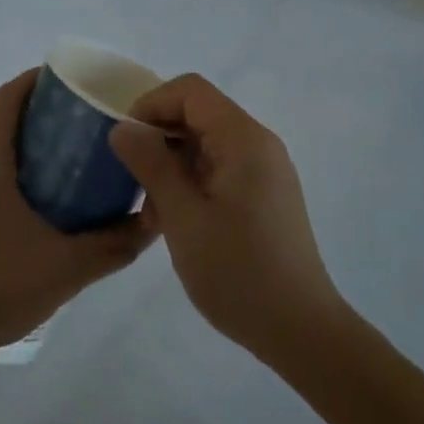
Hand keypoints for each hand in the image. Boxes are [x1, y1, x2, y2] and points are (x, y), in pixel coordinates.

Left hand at [0, 69, 156, 363]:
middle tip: (80, 129)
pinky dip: (3, 173)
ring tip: (63, 165)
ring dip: (21, 148)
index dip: (35, 80)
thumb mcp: (68, 266)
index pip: (8, 97)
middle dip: (38, 117)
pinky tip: (31, 206)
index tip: (68, 81)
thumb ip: (115, 243)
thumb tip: (154, 220)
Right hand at [109, 74, 346, 364]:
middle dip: (159, 136)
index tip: (125, 141)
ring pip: (206, 142)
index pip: (190, 91)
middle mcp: (258, 144)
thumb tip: (123, 128)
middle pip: (198, 113)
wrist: (301, 331)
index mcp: (243, 139)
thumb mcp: (183, 217)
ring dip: (172, 163)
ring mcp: (264, 170)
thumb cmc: (238, 272)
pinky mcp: (264, 194)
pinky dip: (192, 181)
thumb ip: (152, 164)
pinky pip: (220, 167)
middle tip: (132, 177)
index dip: (151, 104)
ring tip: (151, 208)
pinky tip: (176, 221)